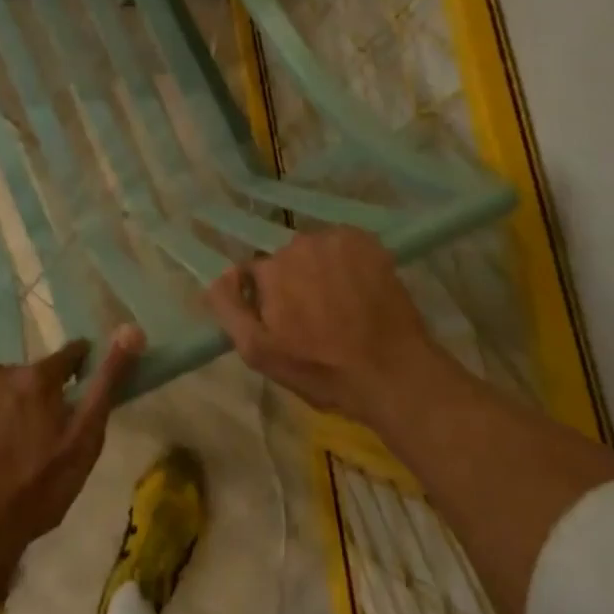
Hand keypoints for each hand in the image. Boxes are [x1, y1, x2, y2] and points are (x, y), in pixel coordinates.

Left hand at [0, 326, 143, 605]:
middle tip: (32, 437)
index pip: (67, 356)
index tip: (76, 386)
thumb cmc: (36, 492)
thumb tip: (131, 329)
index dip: (76, 369)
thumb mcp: (84, 442)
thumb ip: (106, 383)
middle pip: (24, 376)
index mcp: (37, 377)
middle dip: (31, 397)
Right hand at [206, 229, 449, 432]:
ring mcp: (338, 240)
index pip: (255, 274)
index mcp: (271, 270)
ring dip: (321, 271)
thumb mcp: (259, 353)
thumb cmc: (321, 370)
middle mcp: (300, 244)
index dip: (267, 299)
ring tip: (341, 306)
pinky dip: (348, 263)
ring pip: (316, 251)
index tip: (285, 323)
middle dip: (294, 282)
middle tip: (315, 319)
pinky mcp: (369, 242)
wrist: (393, 373)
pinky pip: (344, 246)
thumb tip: (221, 275)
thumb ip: (229, 308)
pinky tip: (360, 292)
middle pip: (286, 259)